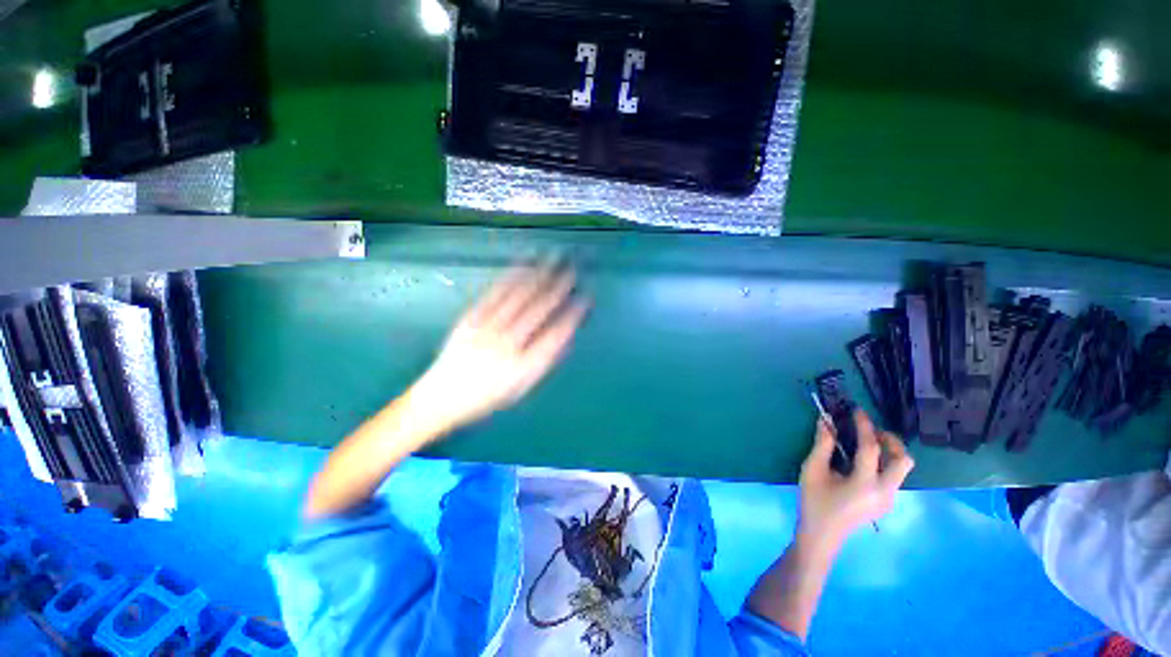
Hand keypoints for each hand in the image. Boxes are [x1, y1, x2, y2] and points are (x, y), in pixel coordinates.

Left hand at [408, 262, 588, 434]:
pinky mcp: (471, 316)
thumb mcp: (522, 387)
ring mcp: (487, 327)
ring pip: (519, 295)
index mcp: (524, 366)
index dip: (573, 314)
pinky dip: (513, 276)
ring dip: (539, 274)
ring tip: (554, 256)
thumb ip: (544, 361)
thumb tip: (566, 335)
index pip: (556, 334)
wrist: (441, 396)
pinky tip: (524, 264)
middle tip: (574, 267)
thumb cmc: (488, 396)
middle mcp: (508, 343)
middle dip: (560, 285)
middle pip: (539, 308)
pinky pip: (496, 292)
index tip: (586, 297)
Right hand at [797, 409, 914, 547]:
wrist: (822, 535)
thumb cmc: (814, 501)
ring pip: (901, 469)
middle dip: (890, 440)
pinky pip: (893, 476)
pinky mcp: (887, 502)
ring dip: (889, 451)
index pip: (871, 448)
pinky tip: (864, 462)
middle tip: (871, 430)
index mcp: (865, 483)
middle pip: (903, 460)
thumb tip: (826, 421)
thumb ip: (822, 445)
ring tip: (867, 443)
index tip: (858, 411)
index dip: (864, 426)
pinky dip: (884, 463)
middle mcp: (885, 491)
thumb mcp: (812, 470)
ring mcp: (889, 499)